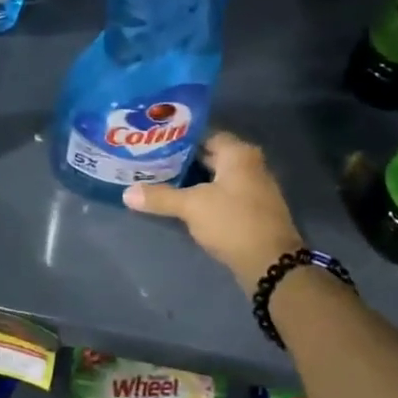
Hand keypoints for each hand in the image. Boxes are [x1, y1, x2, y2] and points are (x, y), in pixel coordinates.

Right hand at [124, 131, 304, 286]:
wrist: (270, 263)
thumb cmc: (232, 222)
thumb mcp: (191, 207)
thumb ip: (160, 197)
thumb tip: (127, 193)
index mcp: (238, 153)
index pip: (205, 133)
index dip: (179, 137)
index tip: (154, 140)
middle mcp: (249, 164)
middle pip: (210, 154)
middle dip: (182, 158)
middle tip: (151, 159)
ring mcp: (253, 187)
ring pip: (215, 175)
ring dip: (192, 178)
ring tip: (160, 178)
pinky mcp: (251, 209)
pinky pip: (222, 192)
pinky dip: (204, 193)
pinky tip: (182, 200)